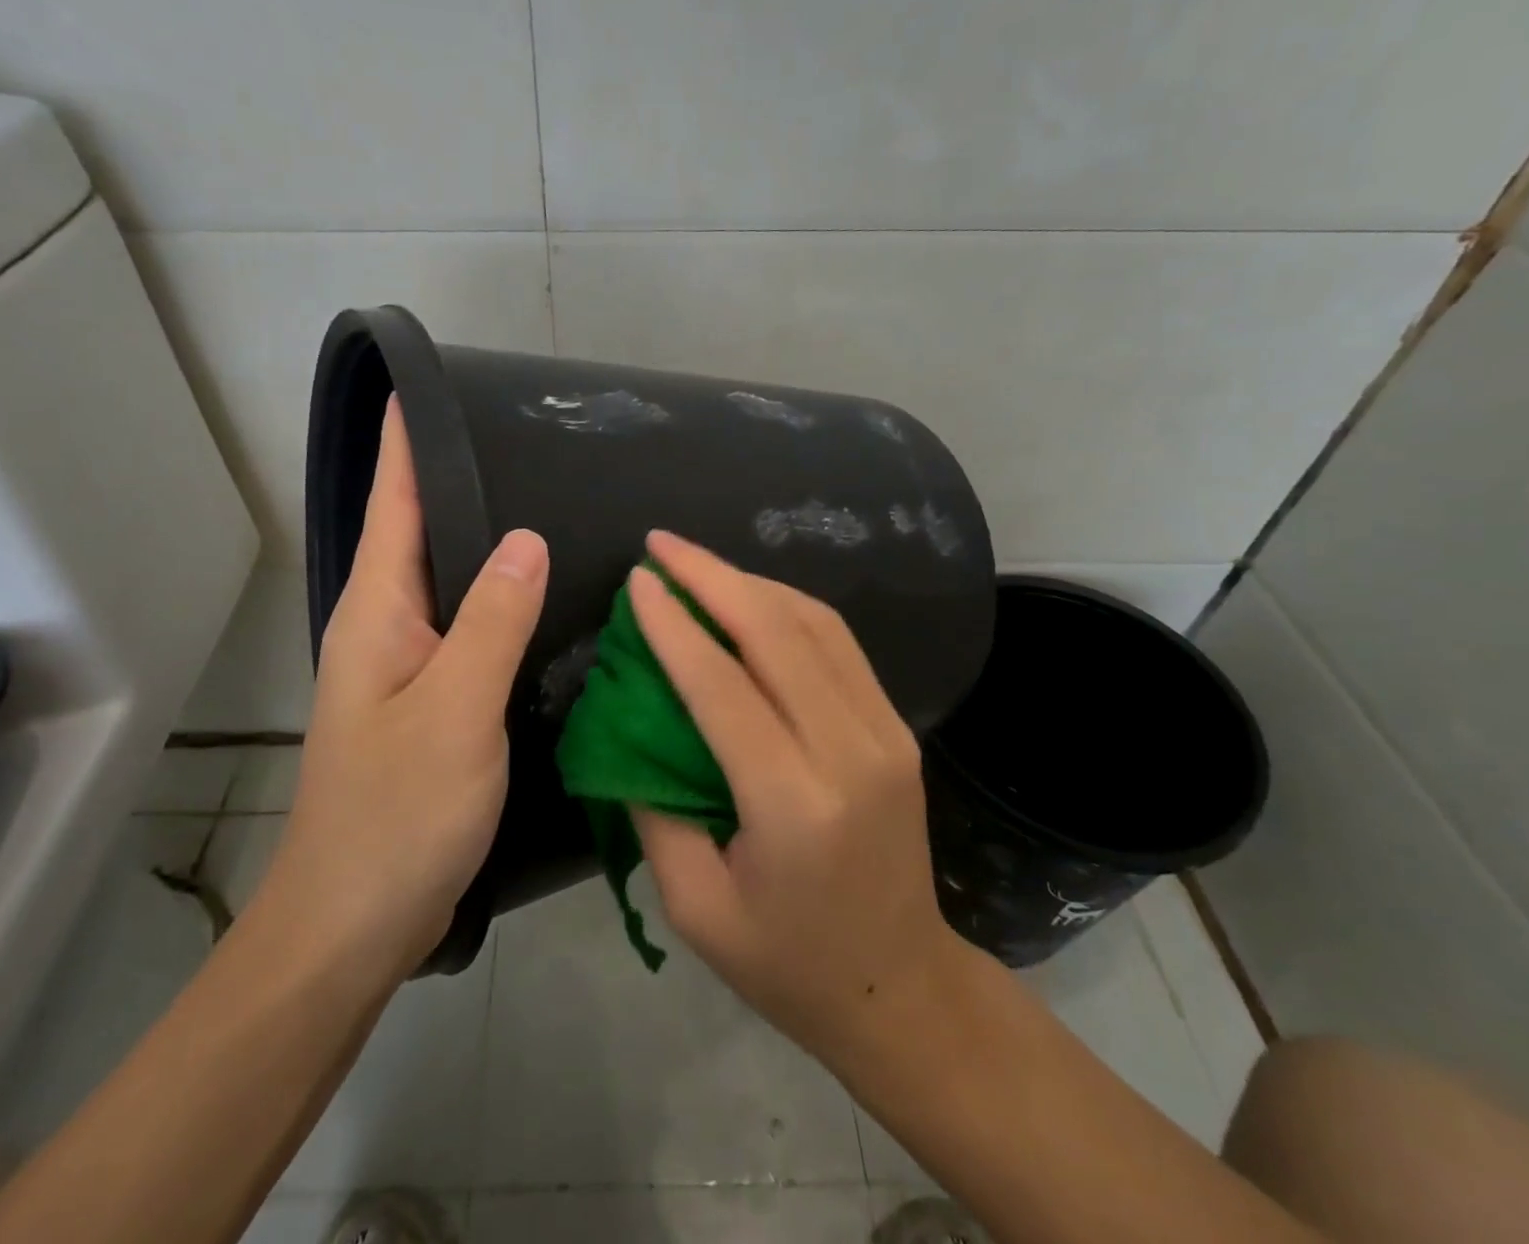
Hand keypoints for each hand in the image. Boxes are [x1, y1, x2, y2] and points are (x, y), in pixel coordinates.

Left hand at [257, 399, 547, 976]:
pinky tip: (540, 594)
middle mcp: (385, 625)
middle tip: (525, 434)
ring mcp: (407, 665)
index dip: (408, 442)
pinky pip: (467, 625)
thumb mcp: (456, 708)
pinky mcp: (430, 700)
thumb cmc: (397, 812)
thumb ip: (493, 619)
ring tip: (544, 496)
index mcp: (377, 610)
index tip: (430, 384)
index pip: (393, 502)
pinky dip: (497, 596)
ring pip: (448, 579)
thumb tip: (525, 535)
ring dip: (481, 536)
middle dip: (456, 477)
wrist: (353, 923)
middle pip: (419, 532)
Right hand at [628, 531, 970, 1062]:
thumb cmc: (785, 961)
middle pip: (775, 633)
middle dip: (711, 576)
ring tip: (696, 562)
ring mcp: (884, 731)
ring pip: (814, 623)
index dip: (674, 625)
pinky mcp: (895, 725)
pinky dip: (787, 605)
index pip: (722, 686)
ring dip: (750, 581)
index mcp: (794, 804)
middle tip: (660, 543)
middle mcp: (849, 752)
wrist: (900, 985)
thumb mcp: (694, 904)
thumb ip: (653, 807)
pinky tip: (749, 594)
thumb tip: (629, 719)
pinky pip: (837, 642)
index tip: (638, 580)